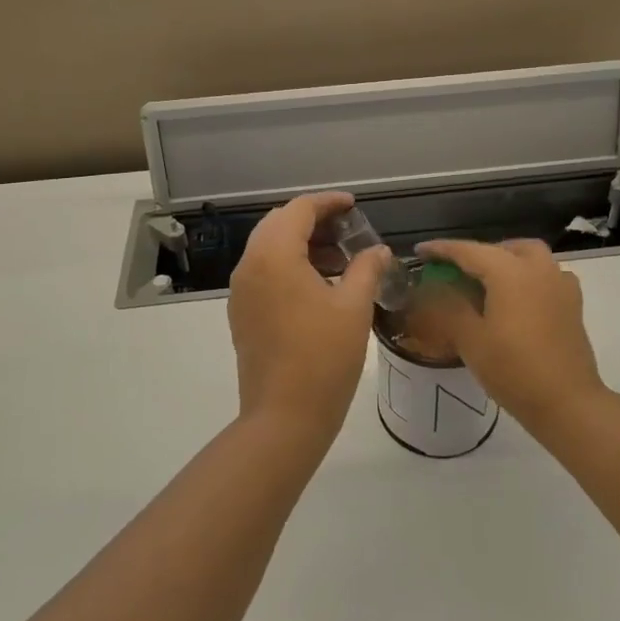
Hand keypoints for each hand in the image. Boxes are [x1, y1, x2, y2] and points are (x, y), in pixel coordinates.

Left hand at [229, 192, 389, 447]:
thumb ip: (366, 268)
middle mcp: (250, 265)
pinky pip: (264, 272)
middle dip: (313, 220)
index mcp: (274, 255)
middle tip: (348, 230)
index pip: (299, 209)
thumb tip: (378, 251)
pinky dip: (289, 266)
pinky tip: (318, 285)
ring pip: (269, 248)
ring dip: (302, 244)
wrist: (284, 417)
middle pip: (279, 224)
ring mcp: (241, 291)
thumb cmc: (324, 357)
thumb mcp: (354, 307)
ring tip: (340, 259)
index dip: (328, 202)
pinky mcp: (242, 313)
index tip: (354, 206)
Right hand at [415, 239, 606, 432]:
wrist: (567, 403)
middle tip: (457, 271)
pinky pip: (547, 276)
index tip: (420, 251)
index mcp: (509, 271)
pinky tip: (520, 299)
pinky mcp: (573, 304)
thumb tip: (435, 287)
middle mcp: (537, 268)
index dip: (441, 250)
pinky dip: (529, 277)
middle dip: (478, 254)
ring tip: (487, 283)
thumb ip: (449, 306)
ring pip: (530, 257)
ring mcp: (560, 284)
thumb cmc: (513, 369)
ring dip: (506, 261)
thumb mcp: (470, 339)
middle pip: (504, 248)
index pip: (468, 251)